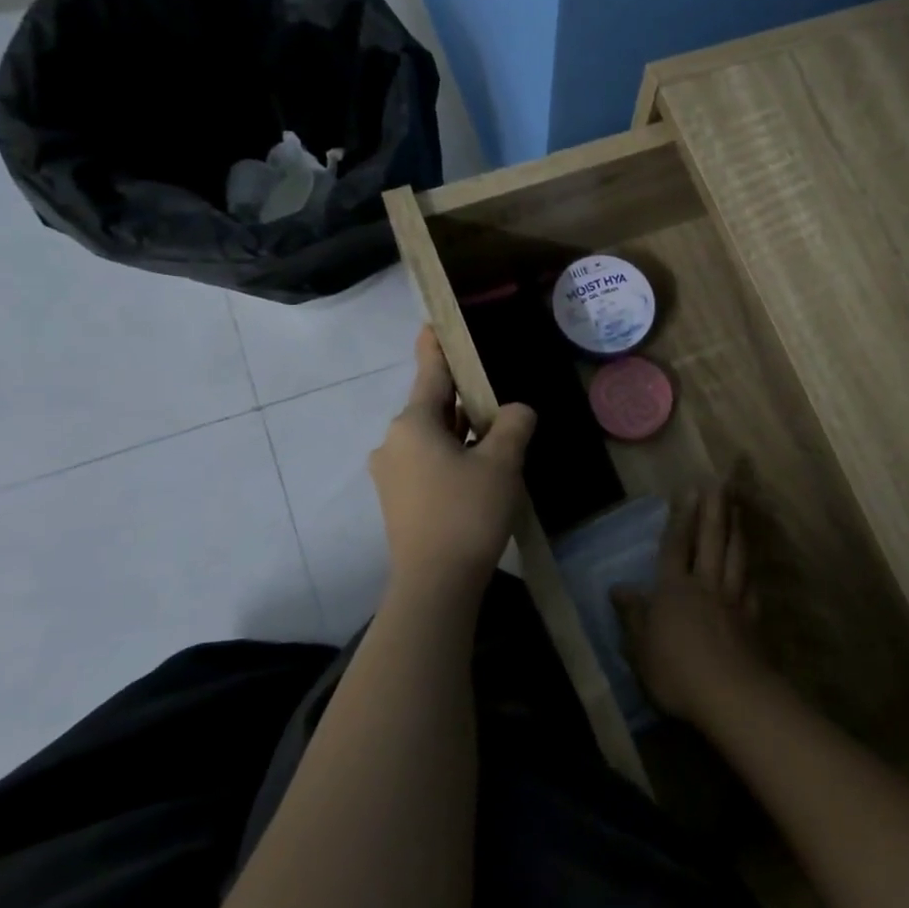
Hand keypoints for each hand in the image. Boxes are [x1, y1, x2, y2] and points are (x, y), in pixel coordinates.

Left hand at [369, 327, 535, 595]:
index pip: (430, 373)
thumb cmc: (467, 512)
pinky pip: (428, 463)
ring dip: (461, 432)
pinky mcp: (398, 501)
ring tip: (496, 434)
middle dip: (462, 399)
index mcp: (413, 424)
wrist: (435, 584)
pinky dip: (452, 457)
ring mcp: (391, 474)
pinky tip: (479, 470)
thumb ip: (513, 425)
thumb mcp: (502, 462)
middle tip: (494, 393)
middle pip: (432, 408)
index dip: (437, 347)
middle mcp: (394, 442)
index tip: (434, 323)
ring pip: (432, 438)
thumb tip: (517, 411)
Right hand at [611, 488, 769, 725]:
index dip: (682, 517)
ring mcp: (732, 600)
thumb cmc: (675, 671)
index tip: (690, 490)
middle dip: (715, 509)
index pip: (676, 546)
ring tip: (739, 509)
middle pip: (711, 540)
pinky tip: (752, 567)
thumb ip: (632, 615)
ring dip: (737, 529)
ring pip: (735, 556)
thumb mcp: (640, 648)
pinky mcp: (752, 619)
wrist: (730, 694)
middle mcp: (705, 585)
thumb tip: (618, 587)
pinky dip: (750, 571)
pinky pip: (751, 585)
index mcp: (674, 589)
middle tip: (721, 483)